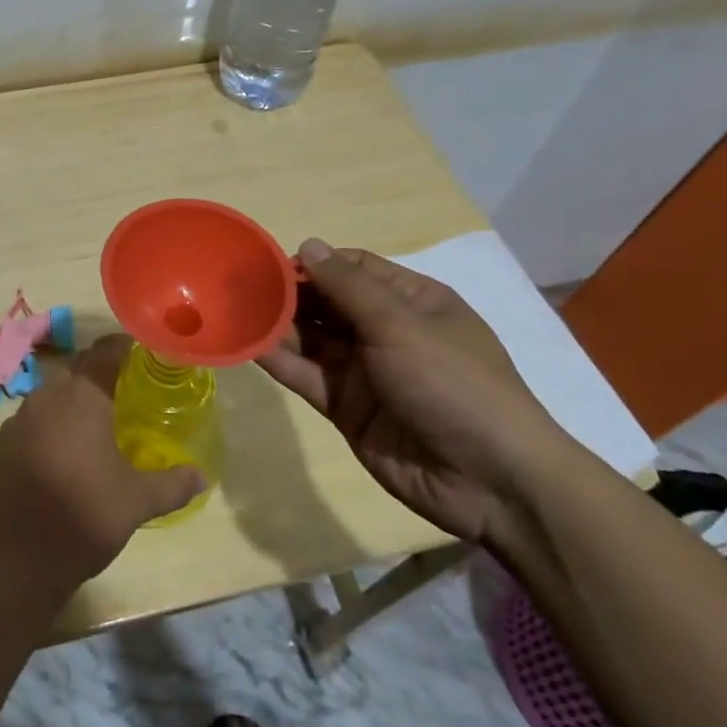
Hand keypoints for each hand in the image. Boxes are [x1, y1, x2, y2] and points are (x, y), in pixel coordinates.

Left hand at [0, 334, 205, 592]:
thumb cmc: (83, 518)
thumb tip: (202, 476)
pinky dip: (49, 421)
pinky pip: (30, 418)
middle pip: (75, 366)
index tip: (142, 353)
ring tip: (94, 417)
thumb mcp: (137, 503)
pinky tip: (61, 448)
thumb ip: (173, 484)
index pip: (104, 351)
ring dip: (71, 395)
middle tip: (123, 387)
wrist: (13, 559)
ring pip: (49, 391)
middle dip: (97, 369)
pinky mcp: (0, 444)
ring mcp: (18, 420)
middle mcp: (46, 397)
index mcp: (81, 398)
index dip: (123, 346)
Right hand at [257, 238, 575, 541]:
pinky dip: (280, 362)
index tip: (272, 267)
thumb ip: (348, 287)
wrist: (491, 481)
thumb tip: (308, 245)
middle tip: (240, 289)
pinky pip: (308, 376)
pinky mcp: (347, 408)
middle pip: (327, 303)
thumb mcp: (401, 325)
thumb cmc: (452, 383)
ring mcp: (365, 372)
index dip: (314, 265)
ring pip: (312, 340)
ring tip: (235, 313)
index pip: (353, 269)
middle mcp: (385, 331)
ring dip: (278, 327)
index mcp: (411, 302)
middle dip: (288, 295)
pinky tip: (250, 346)